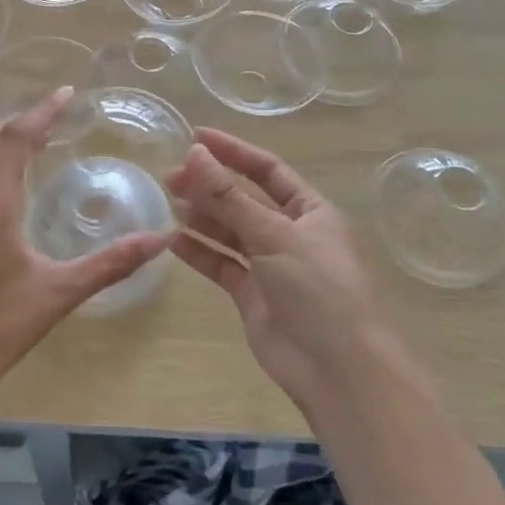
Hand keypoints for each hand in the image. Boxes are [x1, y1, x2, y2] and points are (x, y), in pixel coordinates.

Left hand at [0, 90, 166, 392]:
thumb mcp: (60, 292)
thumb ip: (111, 262)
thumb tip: (160, 238)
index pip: (13, 138)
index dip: (41, 112)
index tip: (66, 94)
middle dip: (20, 122)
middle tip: (57, 118)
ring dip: (1, 142)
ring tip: (38, 143)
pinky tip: (9, 185)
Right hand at [167, 129, 419, 412]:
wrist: (336, 367)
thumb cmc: (317, 288)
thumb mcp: (274, 234)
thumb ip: (230, 197)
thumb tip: (195, 154)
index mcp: (309, 211)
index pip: (267, 169)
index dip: (233, 151)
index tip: (196, 137)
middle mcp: (290, 233)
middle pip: (243, 199)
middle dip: (209, 186)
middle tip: (169, 177)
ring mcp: (270, 265)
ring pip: (230, 231)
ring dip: (201, 216)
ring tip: (168, 201)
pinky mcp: (253, 295)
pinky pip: (222, 264)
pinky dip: (199, 251)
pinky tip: (173, 240)